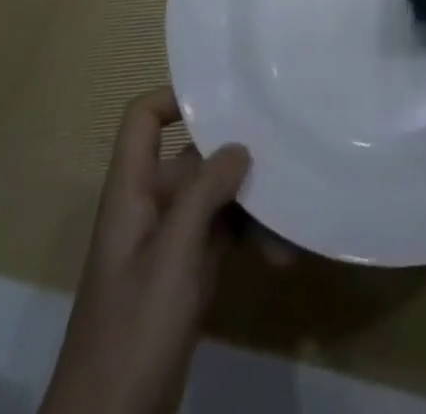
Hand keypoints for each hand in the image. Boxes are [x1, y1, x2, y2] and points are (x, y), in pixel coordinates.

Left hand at [41, 88, 267, 413]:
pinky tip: (283, 254)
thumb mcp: (172, 256)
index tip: (227, 95)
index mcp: (131, 192)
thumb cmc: (133, 330)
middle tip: (285, 151)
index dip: (176, 98)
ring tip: (293, 218)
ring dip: (252, 205)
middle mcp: (149, 208)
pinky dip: (251, 239)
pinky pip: (223, 237)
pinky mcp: (186, 278)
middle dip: (238, 158)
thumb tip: (239, 146)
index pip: (143, 120)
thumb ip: (204, 192)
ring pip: (215, 199)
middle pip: (193, 158)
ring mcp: (168, 244)